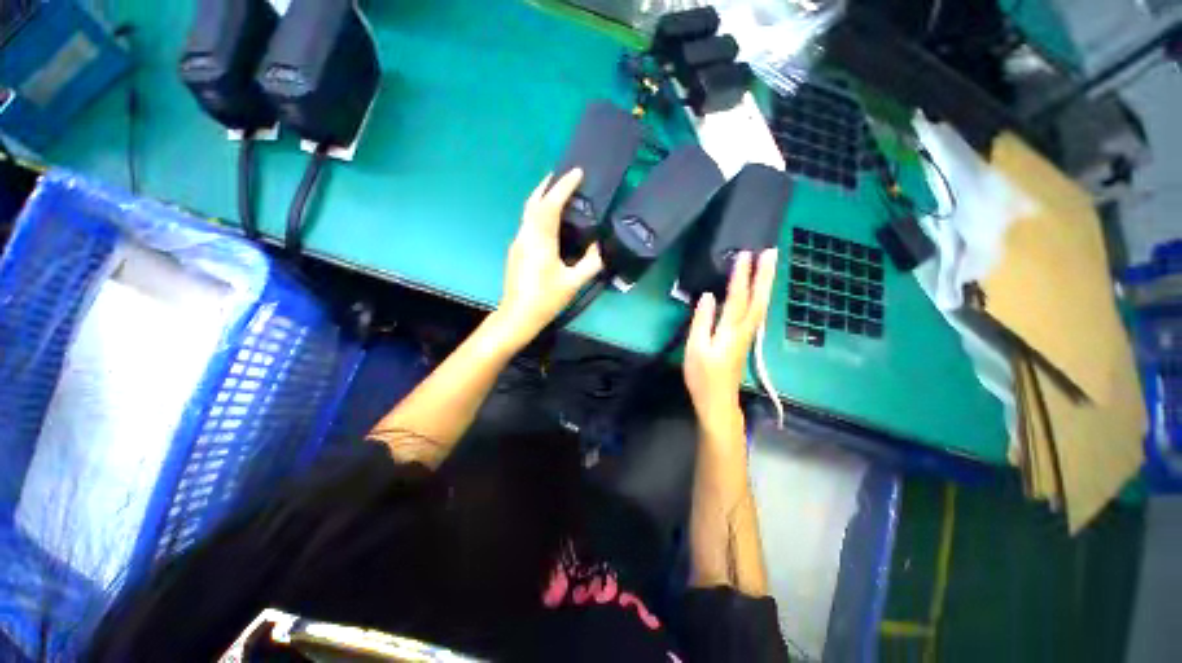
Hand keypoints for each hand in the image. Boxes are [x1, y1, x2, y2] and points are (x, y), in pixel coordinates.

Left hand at [497, 169, 603, 346]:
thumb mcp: (573, 283)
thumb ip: (590, 263)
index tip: (577, 172)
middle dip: (547, 185)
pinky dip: (538, 213)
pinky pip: (528, 223)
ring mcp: (518, 242)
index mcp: (540, 240)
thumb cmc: (546, 299)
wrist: (517, 315)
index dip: (564, 186)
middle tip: (562, 175)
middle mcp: (526, 235)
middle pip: (533, 202)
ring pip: (528, 212)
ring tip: (558, 194)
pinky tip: (549, 221)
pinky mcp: (516, 250)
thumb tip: (599, 247)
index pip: (551, 204)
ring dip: (541, 198)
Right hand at [683, 250, 778, 439]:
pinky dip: (759, 297)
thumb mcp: (695, 348)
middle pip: (759, 299)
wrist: (717, 401)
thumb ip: (702, 321)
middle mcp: (745, 330)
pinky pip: (755, 312)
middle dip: (765, 275)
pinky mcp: (744, 340)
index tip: (745, 254)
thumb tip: (709, 296)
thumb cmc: (702, 376)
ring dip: (765, 284)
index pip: (739, 298)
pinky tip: (758, 292)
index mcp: (731, 331)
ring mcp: (747, 335)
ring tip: (768, 266)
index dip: (742, 276)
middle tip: (772, 251)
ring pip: (761, 305)